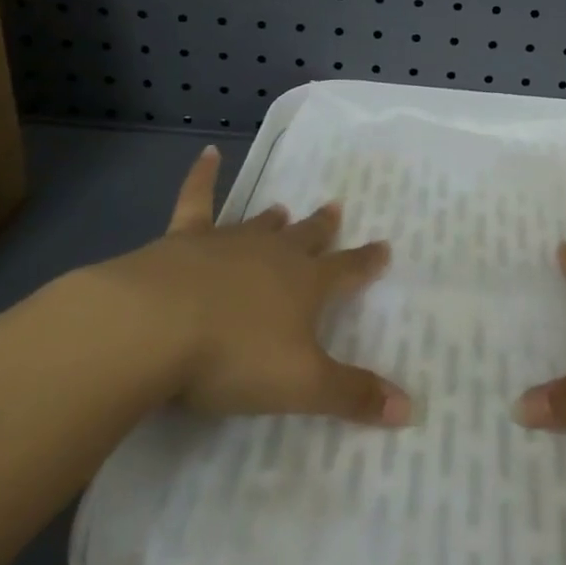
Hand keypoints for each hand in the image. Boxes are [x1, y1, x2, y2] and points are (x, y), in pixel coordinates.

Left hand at [78, 145, 410, 425]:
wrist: (152, 327)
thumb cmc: (233, 357)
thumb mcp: (301, 385)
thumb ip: (353, 395)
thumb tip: (413, 410)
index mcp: (305, 285)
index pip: (347, 270)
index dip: (367, 262)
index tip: (384, 248)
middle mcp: (273, 255)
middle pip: (305, 238)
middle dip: (323, 228)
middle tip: (335, 208)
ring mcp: (227, 242)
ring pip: (258, 225)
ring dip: (273, 218)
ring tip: (284, 208)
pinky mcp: (182, 240)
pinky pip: (197, 201)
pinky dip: (203, 177)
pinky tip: (208, 154)